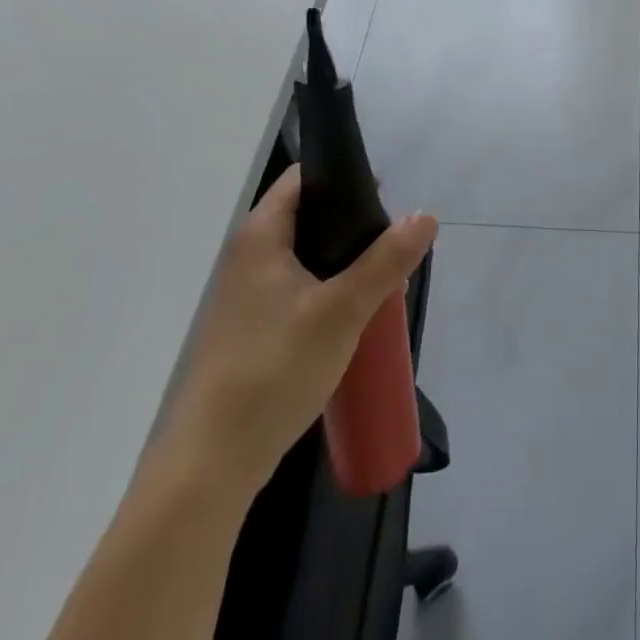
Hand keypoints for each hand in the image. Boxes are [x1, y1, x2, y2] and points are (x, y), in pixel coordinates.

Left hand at [159, 167, 437, 500]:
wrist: (214, 462)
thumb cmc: (274, 369)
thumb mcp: (342, 310)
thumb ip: (386, 260)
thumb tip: (426, 216)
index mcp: (260, 236)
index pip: (303, 178)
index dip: (344, 176)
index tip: (386, 195)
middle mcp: (248, 256)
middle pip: (308, 216)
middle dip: (353, 224)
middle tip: (392, 242)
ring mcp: (247, 296)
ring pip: (305, 257)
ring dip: (343, 262)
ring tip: (382, 277)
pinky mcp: (252, 329)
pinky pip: (298, 289)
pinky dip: (327, 290)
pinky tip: (354, 315)